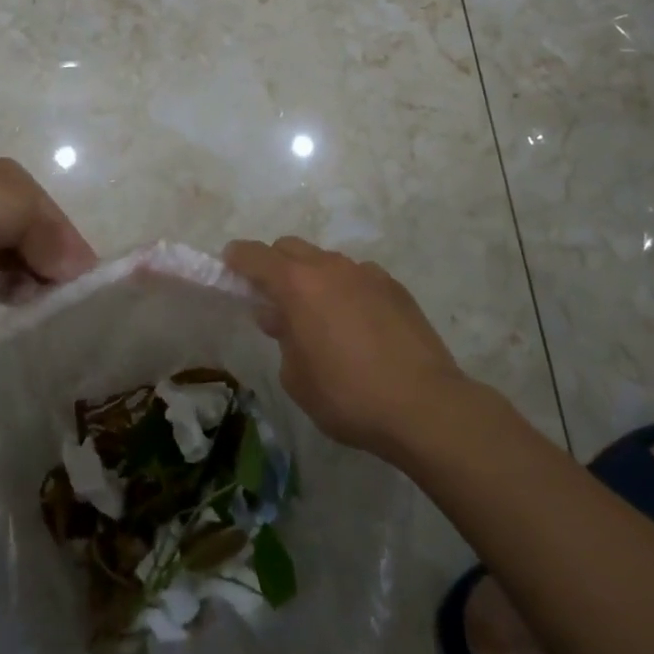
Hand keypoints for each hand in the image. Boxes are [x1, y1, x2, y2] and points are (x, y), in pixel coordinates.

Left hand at [0, 158, 96, 298]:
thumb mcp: (27, 212)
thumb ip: (55, 241)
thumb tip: (80, 270)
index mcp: (19, 186)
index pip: (56, 219)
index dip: (71, 246)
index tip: (85, 278)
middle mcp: (3, 209)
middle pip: (41, 243)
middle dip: (53, 267)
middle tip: (64, 293)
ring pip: (21, 265)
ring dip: (32, 282)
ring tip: (40, 299)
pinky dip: (10, 292)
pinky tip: (19, 301)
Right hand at [222, 236, 467, 455]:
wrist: (423, 405)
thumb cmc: (347, 395)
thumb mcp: (297, 378)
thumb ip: (283, 339)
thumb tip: (280, 317)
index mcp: (297, 284)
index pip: (255, 255)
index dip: (237, 258)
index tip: (229, 265)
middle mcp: (330, 267)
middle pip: (291, 248)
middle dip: (276, 265)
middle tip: (275, 300)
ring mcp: (366, 272)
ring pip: (327, 262)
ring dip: (314, 279)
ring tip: (322, 319)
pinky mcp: (394, 286)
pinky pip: (359, 277)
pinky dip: (348, 291)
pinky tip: (360, 327)